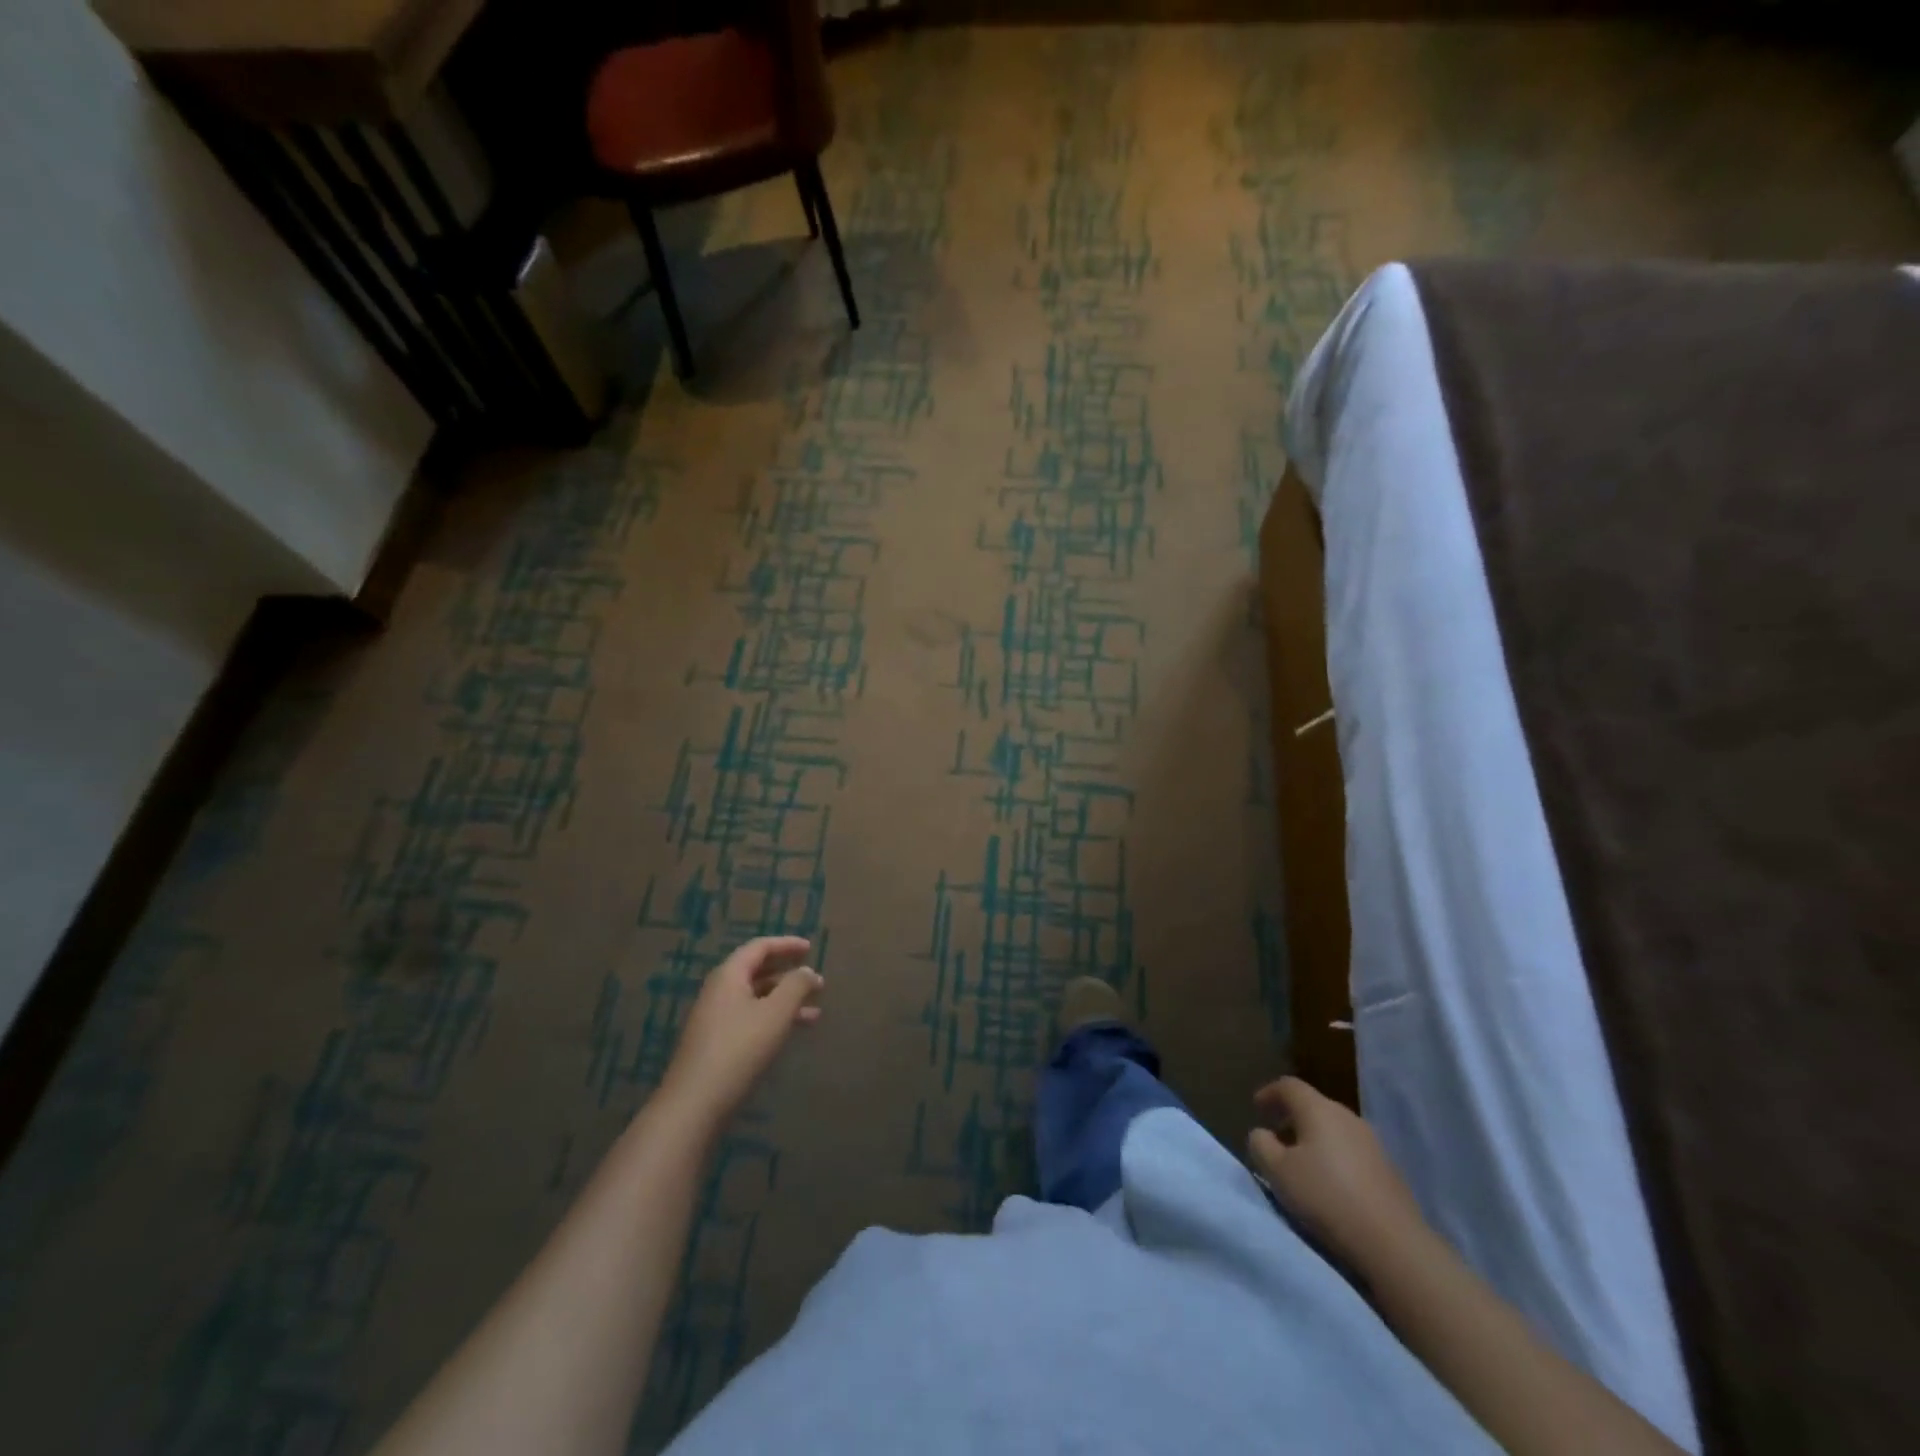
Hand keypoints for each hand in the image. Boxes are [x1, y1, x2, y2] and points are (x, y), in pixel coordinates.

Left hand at [657, 937, 823, 1128]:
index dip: (787, 944)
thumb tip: (807, 971)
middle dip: (788, 974)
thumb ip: (796, 986)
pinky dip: (773, 1020)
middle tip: (816, 980)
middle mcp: (719, 991)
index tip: (811, 948)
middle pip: (757, 972)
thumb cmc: (739, 1049)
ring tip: (816, 1013)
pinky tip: (791, 1034)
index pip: (759, 947)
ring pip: (756, 999)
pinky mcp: (716, 1044)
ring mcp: (715, 1019)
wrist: (694, 1105)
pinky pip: (750, 1019)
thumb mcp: (776, 1013)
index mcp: (729, 975)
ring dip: (785, 1001)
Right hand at [1247, 1076, 1426, 1267]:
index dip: (1269, 1093)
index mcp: (1318, 1109)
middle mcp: (1347, 1117)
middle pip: (1314, 1105)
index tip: (1256, 1108)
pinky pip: (1352, 1151)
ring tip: (1302, 1163)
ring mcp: (1373, 1143)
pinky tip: (1331, 1183)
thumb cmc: (1325, 1197)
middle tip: (1276, 1136)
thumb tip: (1262, 1134)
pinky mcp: (1389, 1170)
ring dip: (1314, 1138)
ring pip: (1335, 1129)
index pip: (1289, 1086)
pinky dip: (1335, 1156)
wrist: (1393, 1243)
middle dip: (1292, 1116)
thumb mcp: (1277, 1171)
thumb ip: (1261, 1145)